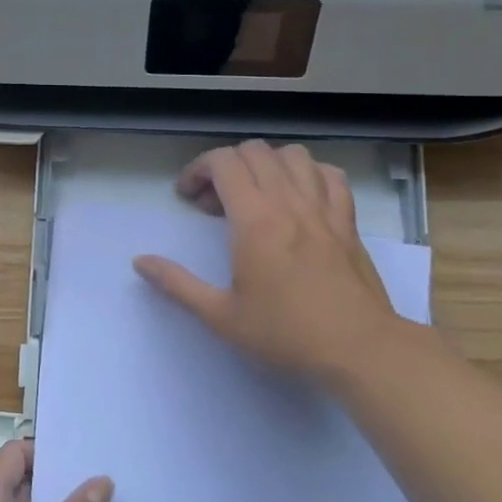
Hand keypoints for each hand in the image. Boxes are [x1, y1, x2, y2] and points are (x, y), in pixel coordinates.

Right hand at [132, 139, 406, 383]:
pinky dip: (308, 174)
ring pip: (293, 155)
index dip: (198, 169)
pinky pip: (329, 175)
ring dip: (266, 164)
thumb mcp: (221, 316)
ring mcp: (323, 208)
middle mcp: (289, 202)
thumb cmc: (286, 334)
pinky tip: (298, 198)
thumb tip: (140, 262)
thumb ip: (177, 284)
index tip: (188, 197)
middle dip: (226, 165)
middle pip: (255, 151)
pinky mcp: (347, 222)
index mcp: (255, 220)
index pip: (224, 162)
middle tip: (213, 202)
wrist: (361, 350)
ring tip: (255, 194)